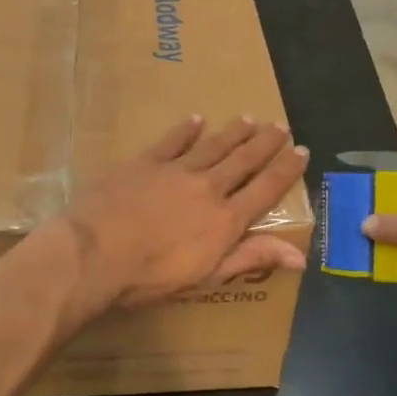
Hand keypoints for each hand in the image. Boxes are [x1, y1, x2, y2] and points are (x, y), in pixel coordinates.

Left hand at [56, 116, 309, 323]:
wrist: (95, 253)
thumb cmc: (151, 277)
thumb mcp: (207, 276)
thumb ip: (251, 258)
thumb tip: (299, 256)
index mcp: (225, 219)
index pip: (265, 190)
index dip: (286, 170)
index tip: (301, 150)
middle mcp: (208, 188)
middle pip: (243, 160)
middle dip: (264, 143)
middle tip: (280, 126)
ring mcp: (176, 171)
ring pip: (213, 146)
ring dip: (233, 132)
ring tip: (250, 118)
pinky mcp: (146, 162)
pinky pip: (172, 140)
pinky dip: (186, 129)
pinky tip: (196, 118)